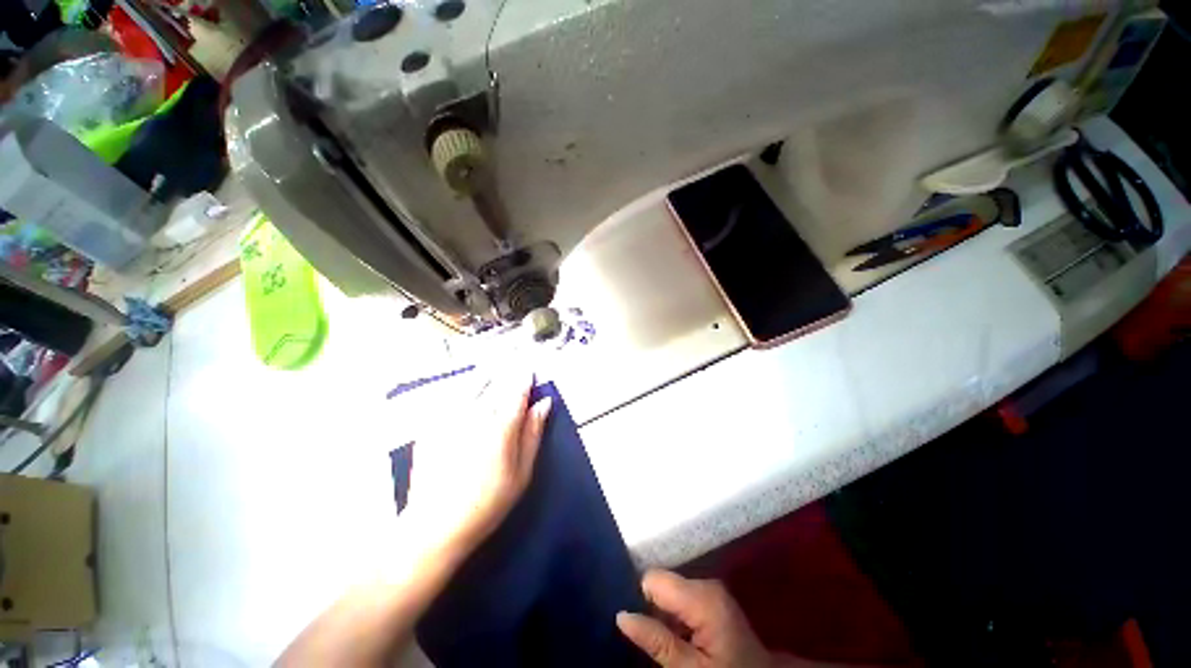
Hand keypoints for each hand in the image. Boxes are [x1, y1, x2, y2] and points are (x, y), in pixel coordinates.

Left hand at [403, 372, 551, 563]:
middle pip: (496, 382)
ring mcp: (450, 416)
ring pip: (472, 383)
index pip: (518, 389)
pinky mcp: (431, 423)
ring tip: (493, 373)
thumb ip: (533, 433)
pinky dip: (463, 387)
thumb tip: (543, 403)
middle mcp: (476, 413)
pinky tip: (466, 390)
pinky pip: (451, 394)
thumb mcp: (522, 472)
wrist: (434, 526)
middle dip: (507, 374)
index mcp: (501, 424)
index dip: (525, 378)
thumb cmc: (488, 502)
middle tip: (513, 369)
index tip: (530, 372)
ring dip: (486, 376)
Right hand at [617, 570, 771, 667]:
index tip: (637, 626)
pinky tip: (678, 638)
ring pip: (670, 591)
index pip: (653, 578)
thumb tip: (621, 615)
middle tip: (650, 639)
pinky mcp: (712, 599)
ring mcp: (711, 590)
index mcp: (702, 595)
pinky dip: (674, 616)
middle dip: (651, 608)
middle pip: (662, 583)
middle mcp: (705, 583)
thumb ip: (658, 641)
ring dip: (662, 614)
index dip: (640, 600)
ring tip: (664, 641)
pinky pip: (681, 598)